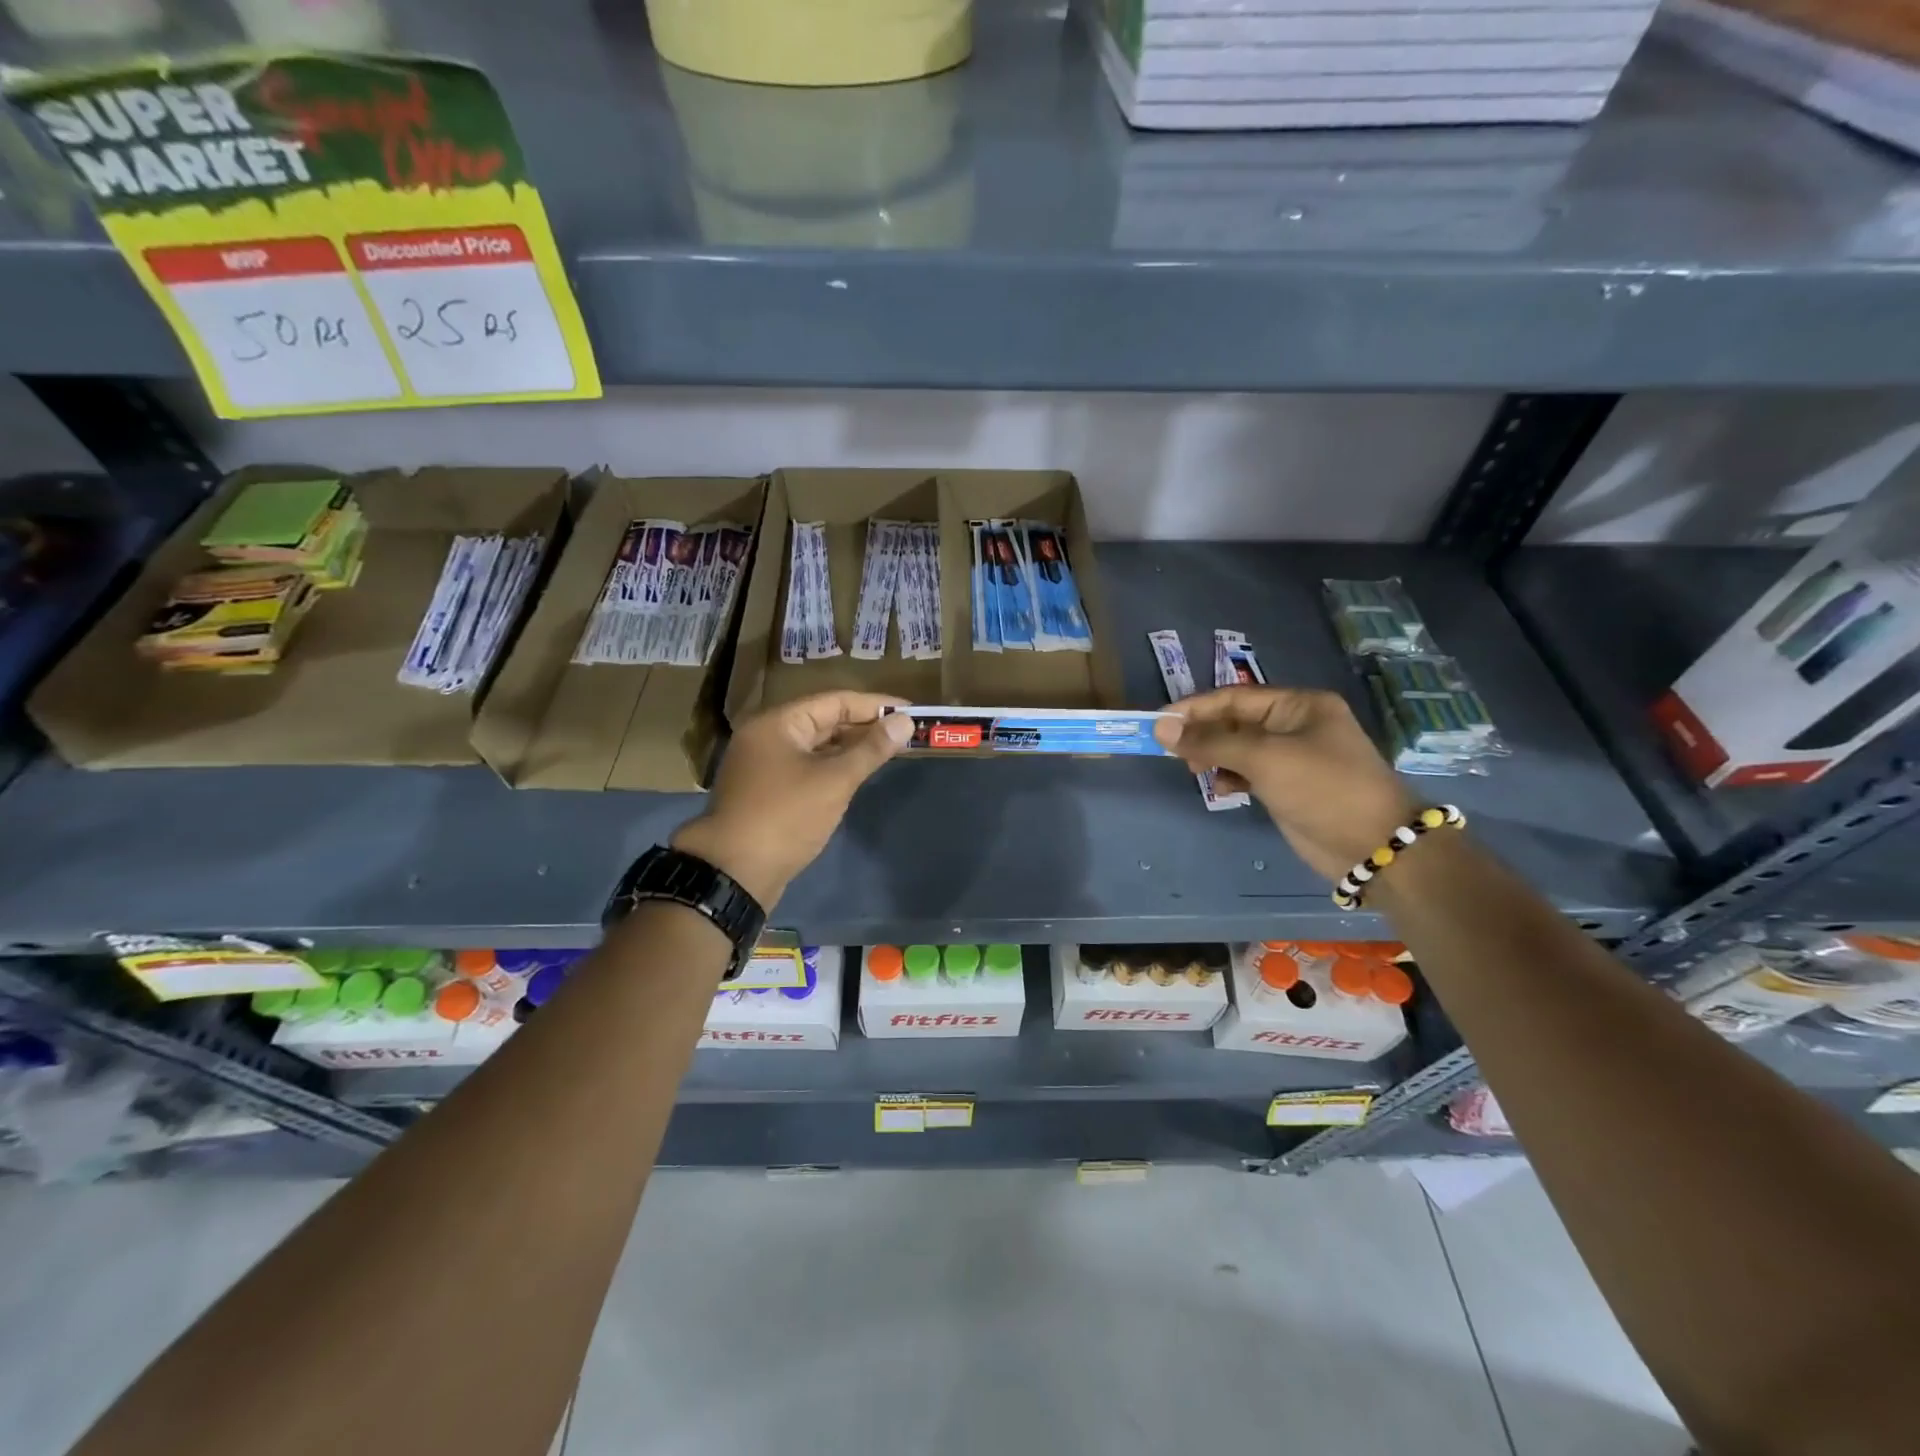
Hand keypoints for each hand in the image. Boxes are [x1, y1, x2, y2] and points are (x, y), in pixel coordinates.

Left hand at [672, 691, 912, 906]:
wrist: (733, 873)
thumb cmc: (786, 817)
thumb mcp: (834, 781)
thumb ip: (871, 749)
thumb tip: (905, 721)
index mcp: (778, 723)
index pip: (835, 701)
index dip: (875, 705)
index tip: (910, 710)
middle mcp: (767, 736)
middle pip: (824, 720)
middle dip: (865, 726)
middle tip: (906, 733)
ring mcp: (764, 764)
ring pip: (816, 746)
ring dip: (851, 747)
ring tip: (890, 751)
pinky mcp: (767, 791)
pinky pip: (807, 767)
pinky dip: (833, 767)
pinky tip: (858, 774)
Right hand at [1153, 685, 1418, 881]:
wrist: (1373, 845)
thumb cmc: (1322, 787)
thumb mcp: (1264, 758)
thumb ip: (1212, 741)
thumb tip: (1162, 728)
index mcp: (1298, 705)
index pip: (1234, 697)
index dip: (1195, 708)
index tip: (1159, 722)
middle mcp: (1294, 724)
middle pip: (1234, 721)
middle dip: (1203, 734)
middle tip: (1173, 753)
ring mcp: (1291, 756)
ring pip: (1237, 747)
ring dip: (1213, 756)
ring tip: (1195, 771)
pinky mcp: (1287, 785)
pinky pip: (1246, 771)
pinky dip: (1229, 777)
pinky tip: (1221, 789)